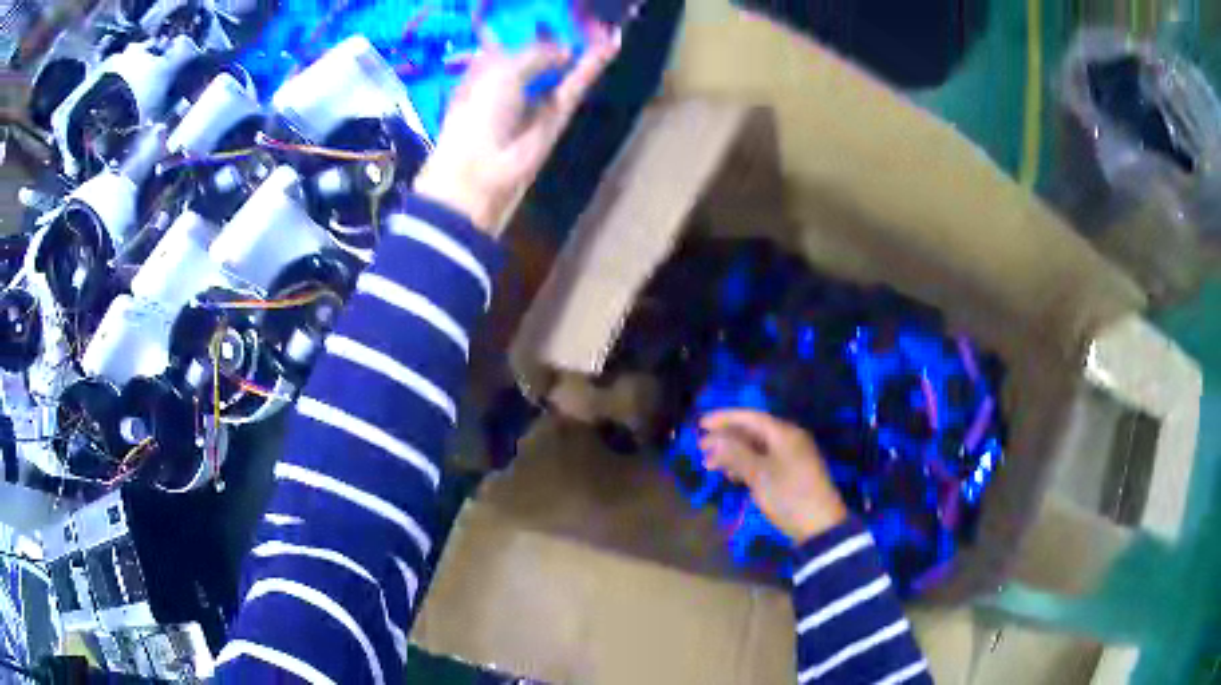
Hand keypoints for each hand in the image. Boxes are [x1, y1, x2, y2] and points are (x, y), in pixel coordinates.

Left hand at [414, 32, 619, 234]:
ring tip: (604, 25)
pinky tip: (611, 44)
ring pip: (563, 66)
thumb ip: (537, 53)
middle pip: (542, 50)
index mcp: (487, 66)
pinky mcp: (557, 113)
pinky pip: (577, 84)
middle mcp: (512, 78)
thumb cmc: (478, 114)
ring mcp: (537, 95)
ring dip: (582, 46)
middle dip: (560, 32)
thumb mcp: (504, 72)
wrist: (483, 168)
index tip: (551, 11)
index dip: (532, 25)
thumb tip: (565, 49)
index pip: (514, 39)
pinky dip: (593, 66)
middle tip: (583, 14)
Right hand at [700, 410, 847, 544]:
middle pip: (753, 432)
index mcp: (784, 433)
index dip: (724, 418)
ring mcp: (791, 457)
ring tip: (710, 465)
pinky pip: (763, 461)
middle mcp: (789, 439)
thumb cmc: (788, 494)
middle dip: (726, 438)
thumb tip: (714, 438)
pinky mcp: (790, 474)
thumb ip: (735, 453)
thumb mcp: (759, 473)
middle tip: (701, 447)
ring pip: (756, 448)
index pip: (750, 417)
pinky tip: (731, 476)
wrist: (819, 524)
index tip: (701, 424)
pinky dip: (745, 465)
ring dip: (733, 454)